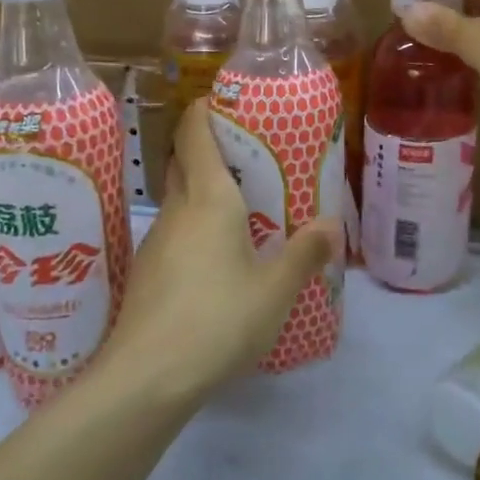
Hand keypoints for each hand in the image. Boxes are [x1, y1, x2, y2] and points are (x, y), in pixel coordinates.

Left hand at [101, 100, 339, 403]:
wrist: (146, 378)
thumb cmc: (217, 320)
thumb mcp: (275, 290)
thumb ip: (305, 253)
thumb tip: (333, 223)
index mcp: (209, 199)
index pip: (195, 133)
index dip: (205, 109)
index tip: (225, 101)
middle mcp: (178, 210)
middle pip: (183, 160)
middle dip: (207, 146)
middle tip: (248, 154)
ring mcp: (156, 241)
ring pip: (178, 198)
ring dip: (202, 189)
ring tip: (241, 205)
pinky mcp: (147, 272)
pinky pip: (174, 231)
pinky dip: (194, 225)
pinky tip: (216, 256)